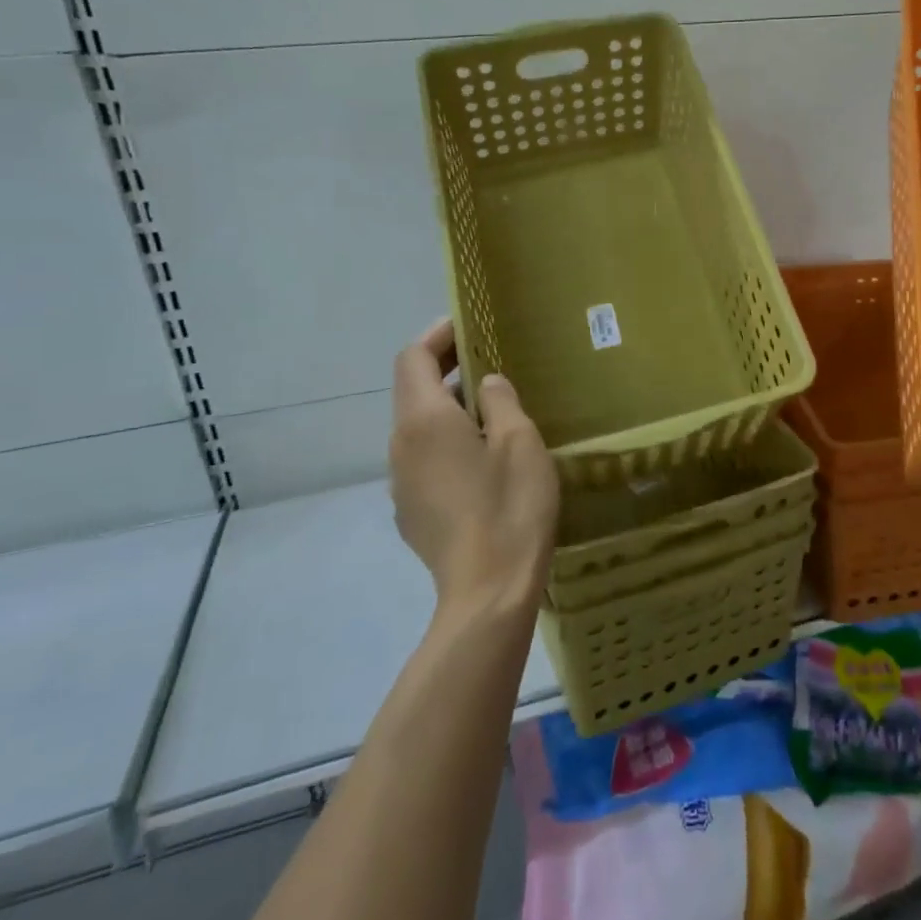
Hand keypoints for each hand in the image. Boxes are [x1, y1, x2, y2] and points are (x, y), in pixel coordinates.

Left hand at [389, 319, 558, 614]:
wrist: (487, 593)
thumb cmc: (509, 505)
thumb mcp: (519, 441)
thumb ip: (500, 400)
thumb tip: (487, 383)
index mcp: (423, 420)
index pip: (413, 358)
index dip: (438, 336)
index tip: (468, 326)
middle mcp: (401, 445)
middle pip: (413, 391)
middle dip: (446, 371)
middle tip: (489, 364)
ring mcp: (401, 483)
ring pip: (418, 429)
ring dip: (448, 411)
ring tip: (493, 414)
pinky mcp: (411, 513)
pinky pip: (424, 461)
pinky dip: (447, 445)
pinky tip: (483, 464)